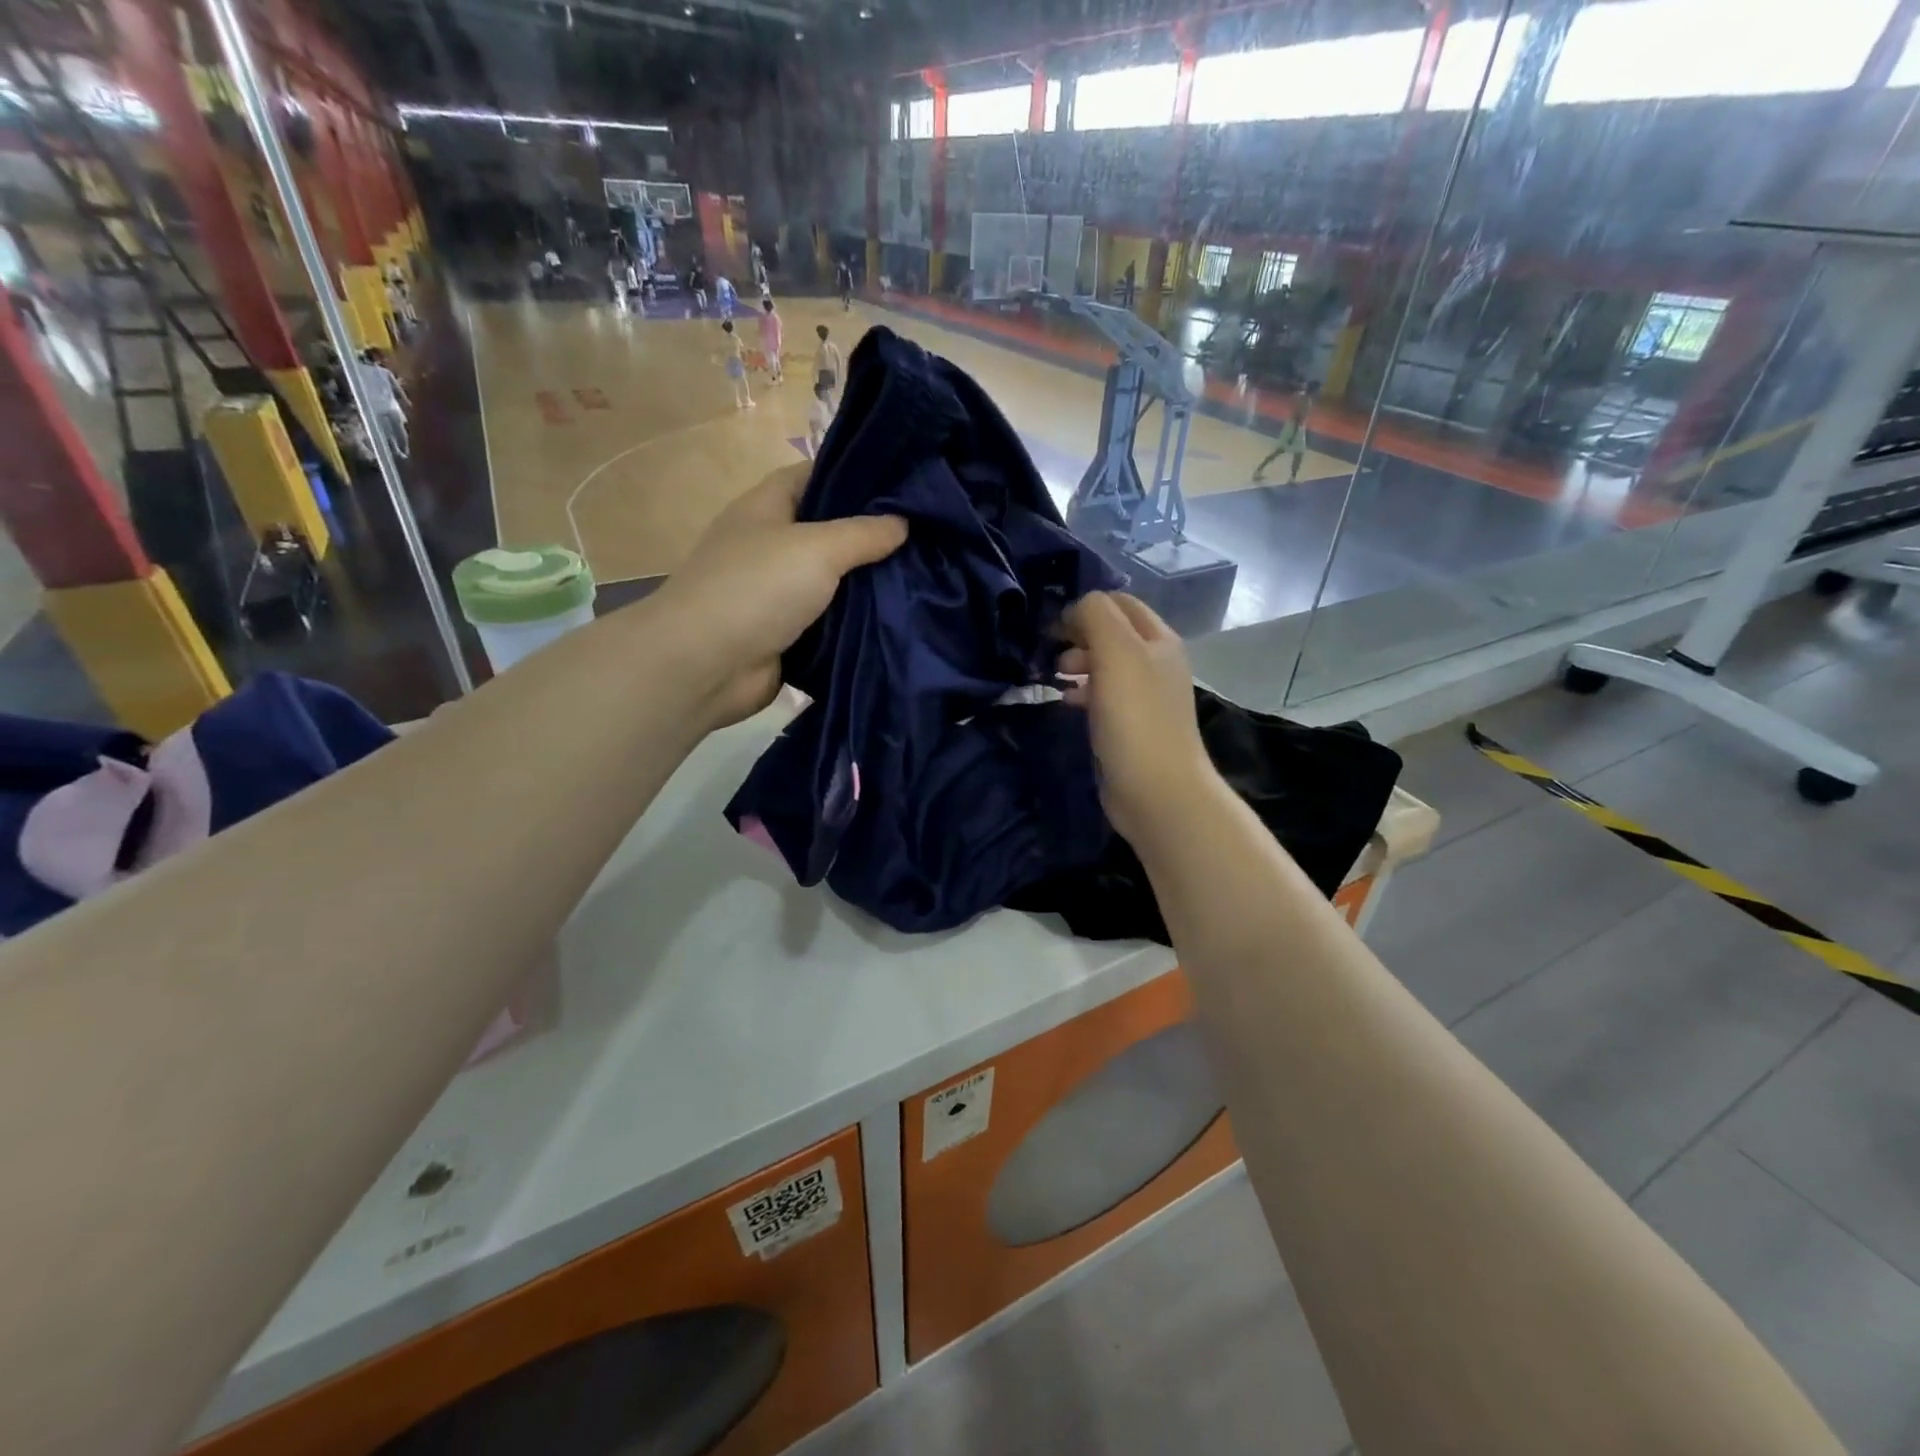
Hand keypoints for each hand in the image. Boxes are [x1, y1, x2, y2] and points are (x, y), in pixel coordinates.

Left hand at [659, 464, 906, 728]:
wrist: (706, 665)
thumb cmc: (757, 589)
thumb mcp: (818, 548)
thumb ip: (864, 533)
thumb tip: (902, 522)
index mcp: (766, 507)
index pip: (814, 475)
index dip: (856, 476)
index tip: (904, 486)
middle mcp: (769, 544)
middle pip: (827, 531)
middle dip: (870, 535)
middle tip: (924, 536)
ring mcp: (775, 592)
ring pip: (831, 581)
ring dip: (866, 584)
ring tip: (922, 578)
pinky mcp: (784, 634)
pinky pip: (827, 621)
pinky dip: (854, 622)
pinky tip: (895, 619)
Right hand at [1058, 592, 1216, 844]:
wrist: (1157, 791)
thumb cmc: (1136, 718)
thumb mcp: (1116, 652)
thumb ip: (1096, 616)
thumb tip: (1076, 610)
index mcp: (1158, 639)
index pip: (1118, 602)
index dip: (1084, 607)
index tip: (1052, 628)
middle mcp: (1155, 663)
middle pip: (1111, 633)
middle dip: (1078, 636)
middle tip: (1052, 656)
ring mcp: (1145, 697)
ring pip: (1105, 666)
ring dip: (1077, 664)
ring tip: (1054, 679)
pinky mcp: (1131, 726)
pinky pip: (1102, 697)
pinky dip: (1082, 693)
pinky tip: (1066, 704)